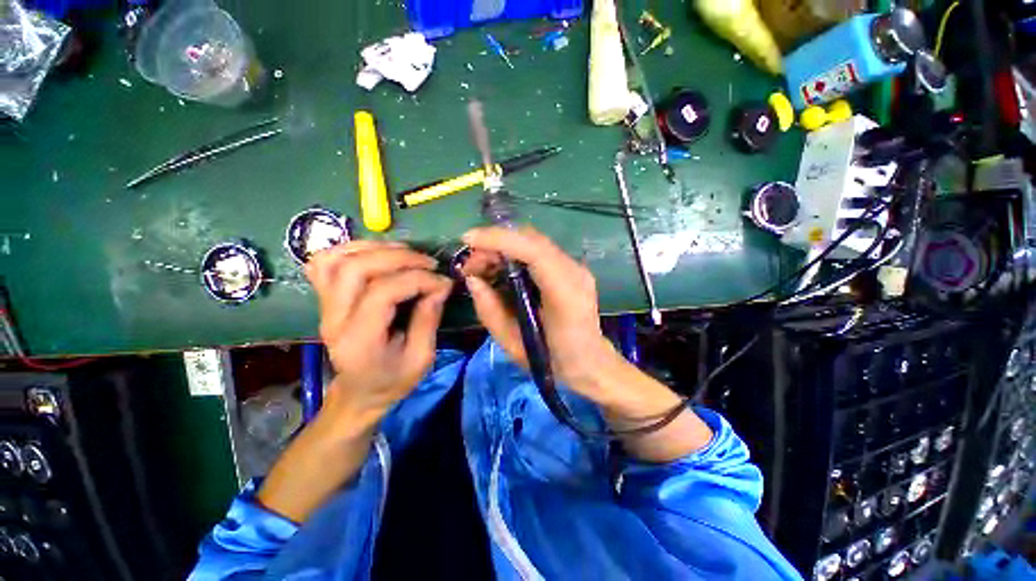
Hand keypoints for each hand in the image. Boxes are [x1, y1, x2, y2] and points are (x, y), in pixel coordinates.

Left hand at [256, 242, 451, 523]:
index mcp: (359, 340)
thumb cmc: (391, 385)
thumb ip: (427, 317)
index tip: (442, 281)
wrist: (356, 397)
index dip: (417, 280)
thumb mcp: (419, 359)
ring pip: (336, 259)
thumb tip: (439, 284)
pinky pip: (324, 263)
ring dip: (375, 249)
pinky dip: (347, 249)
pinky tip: (373, 253)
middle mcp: (333, 319)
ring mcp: (322, 308)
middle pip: (357, 269)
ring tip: (405, 254)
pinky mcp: (322, 302)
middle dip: (399, 259)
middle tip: (427, 263)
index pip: (383, 292)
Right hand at [463, 227, 712, 460]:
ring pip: (533, 242)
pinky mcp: (571, 268)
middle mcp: (574, 272)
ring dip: (503, 248)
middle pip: (532, 239)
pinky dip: (514, 253)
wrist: (590, 363)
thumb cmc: (552, 361)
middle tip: (471, 265)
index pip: (533, 250)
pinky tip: (500, 269)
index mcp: (565, 293)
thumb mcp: (513, 344)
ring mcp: (576, 267)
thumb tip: (472, 279)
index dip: (499, 239)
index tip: (468, 240)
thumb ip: (490, 310)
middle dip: (495, 244)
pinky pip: (538, 252)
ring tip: (481, 268)